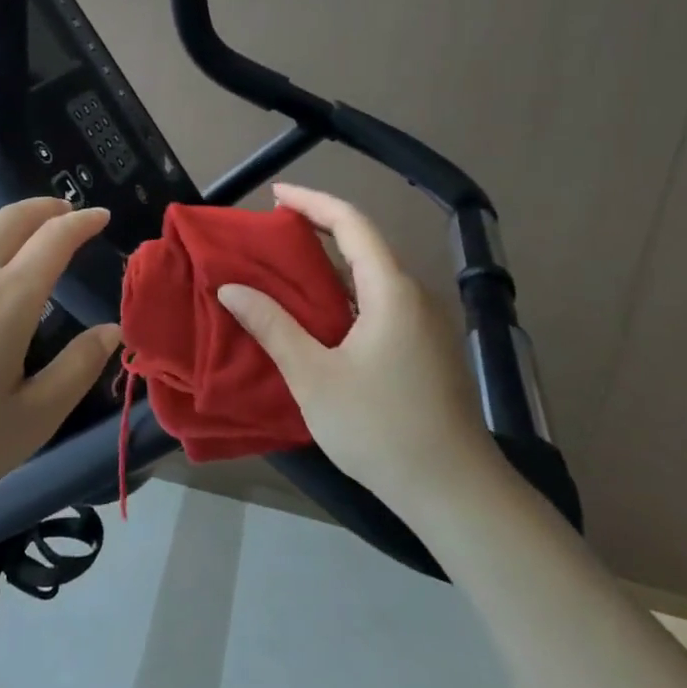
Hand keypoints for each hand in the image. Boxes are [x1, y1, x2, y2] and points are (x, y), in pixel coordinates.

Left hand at [0, 198, 122, 520]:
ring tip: (24, 227)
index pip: (54, 239)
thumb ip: (77, 369)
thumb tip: (111, 330)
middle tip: (65, 212)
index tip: (100, 215)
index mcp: (7, 299)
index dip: (81, 222)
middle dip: (45, 208)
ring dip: (6, 218)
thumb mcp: (32, 420)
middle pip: (11, 218)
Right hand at [216, 183, 501, 507]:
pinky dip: (345, 295)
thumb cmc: (381, 427)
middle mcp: (413, 297)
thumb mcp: (314, 377)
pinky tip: (319, 317)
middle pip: (364, 246)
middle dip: (318, 231)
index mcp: (391, 291)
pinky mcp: (425, 351)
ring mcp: (424, 326)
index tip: (276, 194)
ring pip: (372, 278)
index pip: (352, 224)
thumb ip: (272, 327)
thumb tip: (231, 288)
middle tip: (272, 234)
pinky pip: (379, 303)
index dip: (313, 202)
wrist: (455, 493)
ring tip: (286, 270)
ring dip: (330, 267)